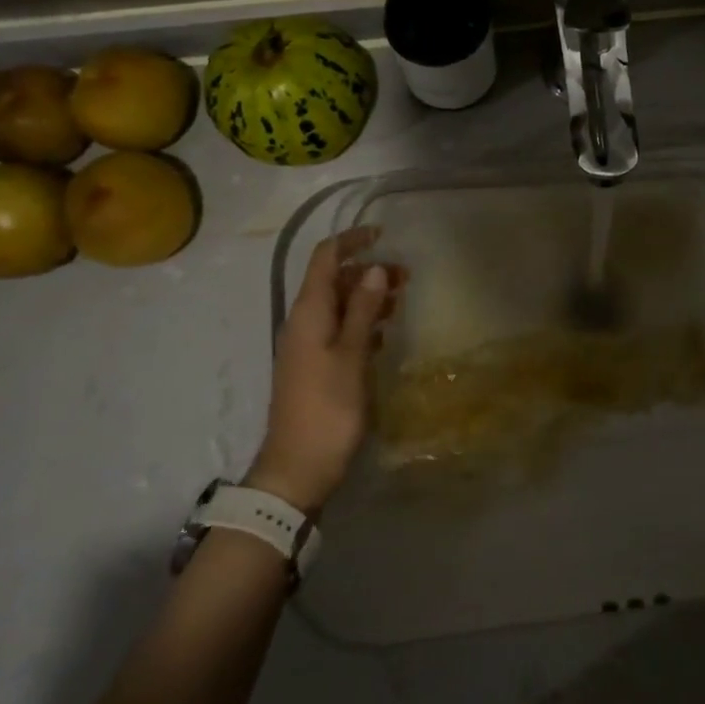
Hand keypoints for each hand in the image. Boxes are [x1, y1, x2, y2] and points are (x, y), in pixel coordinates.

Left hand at [246, 227, 401, 514]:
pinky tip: (384, 333)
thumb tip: (374, 268)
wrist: (298, 468)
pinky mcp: (316, 366)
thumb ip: (362, 309)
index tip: (383, 234)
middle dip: (368, 271)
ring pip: (339, 306)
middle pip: (334, 280)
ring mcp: (308, 345)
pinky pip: (340, 330)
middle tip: (406, 277)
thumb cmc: (328, 408)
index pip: (324, 258)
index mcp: (308, 313)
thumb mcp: (350, 355)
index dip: (351, 241)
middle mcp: (304, 322)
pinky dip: (362, 322)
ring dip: (368, 297)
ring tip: (401, 301)